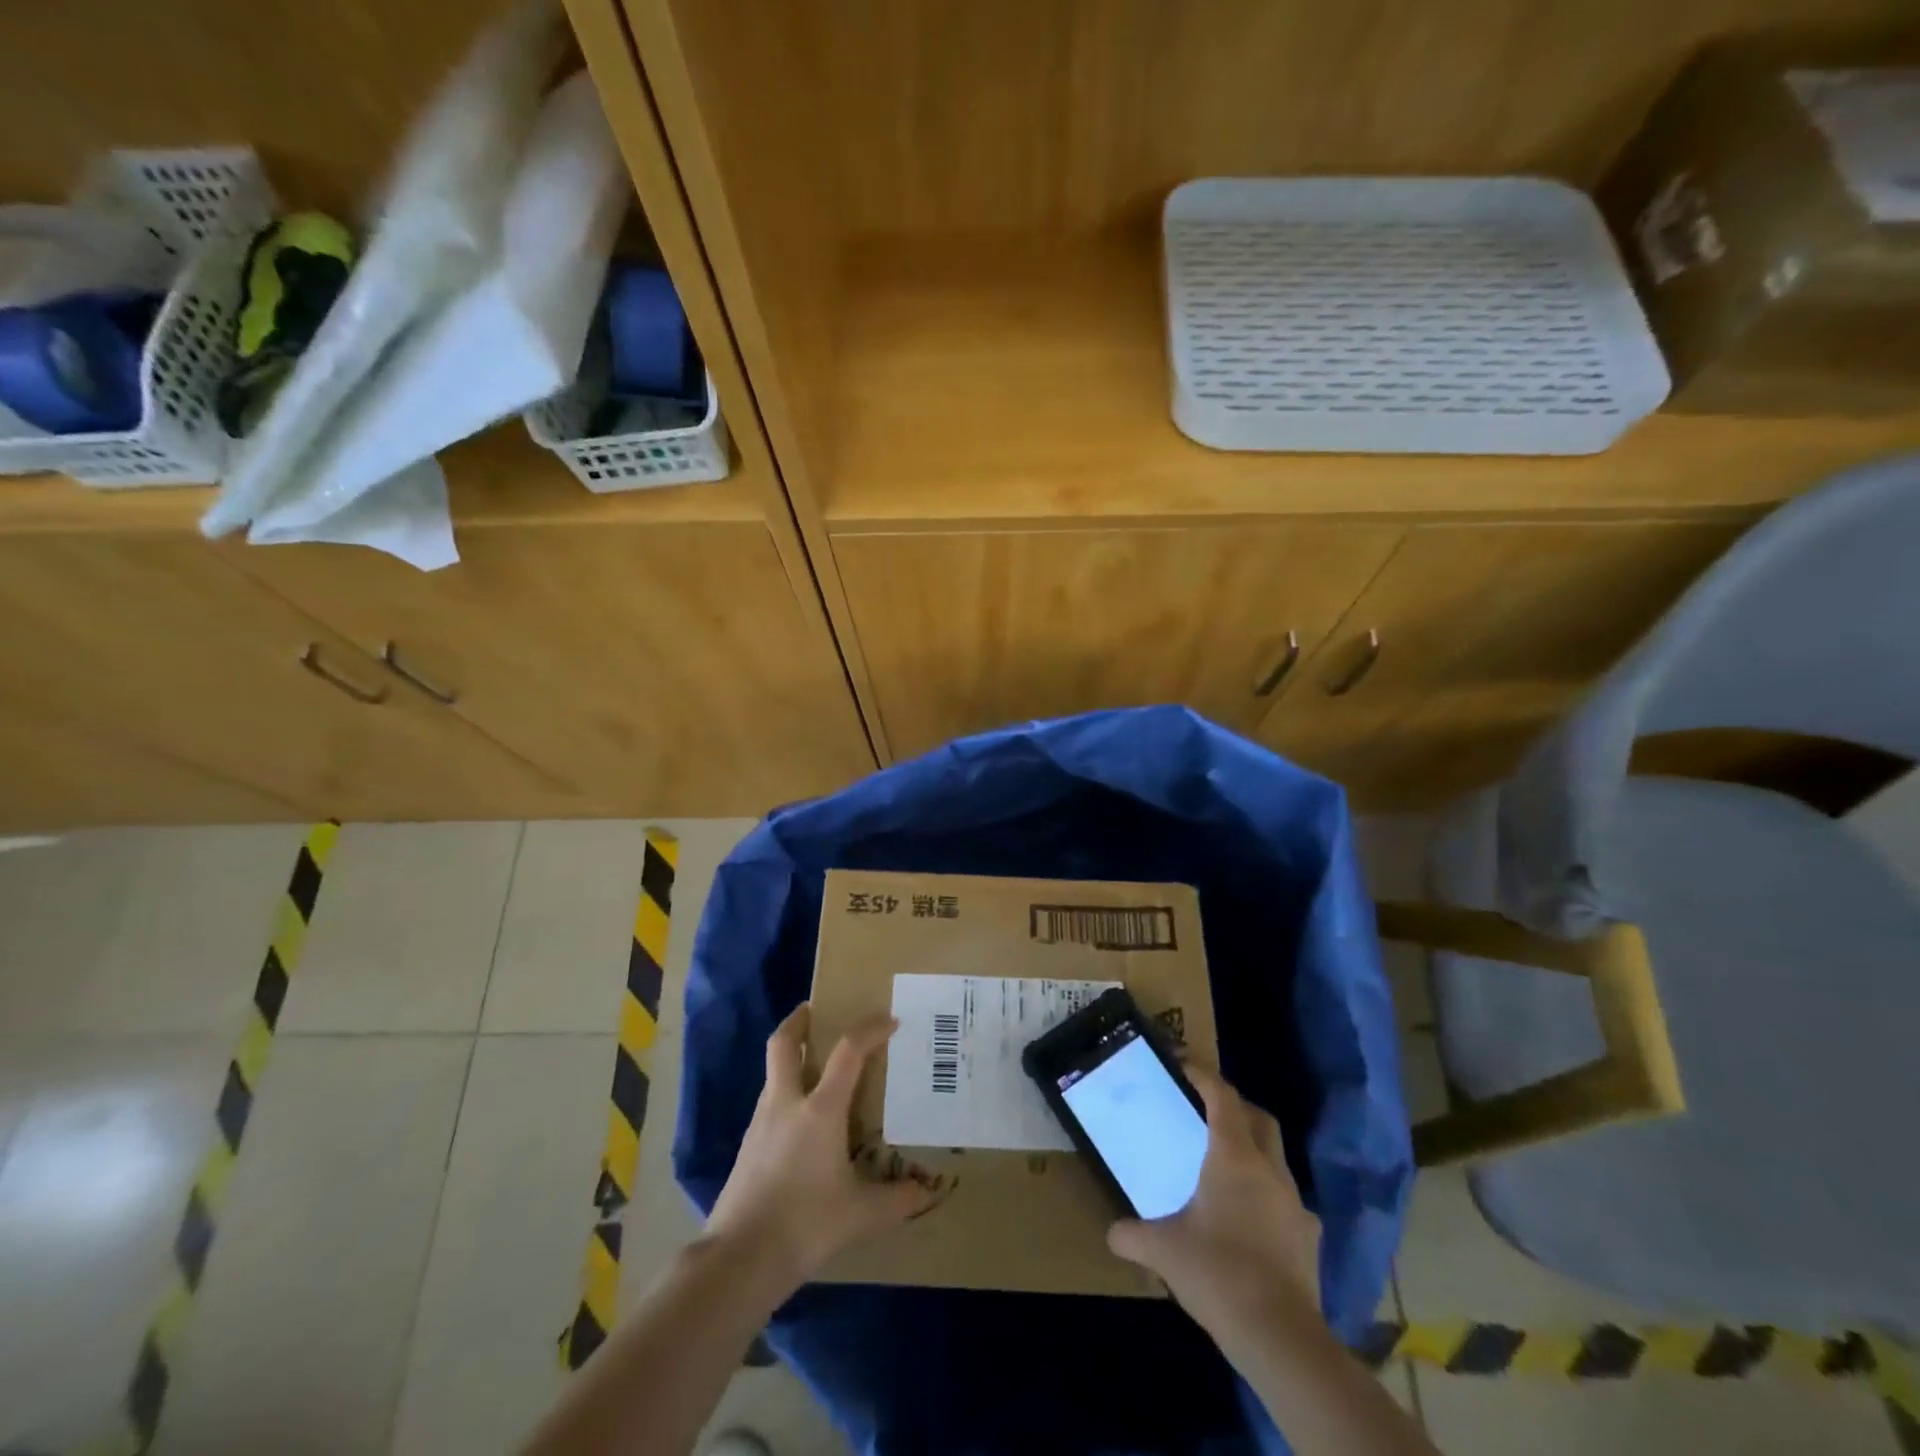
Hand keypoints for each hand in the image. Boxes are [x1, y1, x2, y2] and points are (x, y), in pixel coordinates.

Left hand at [705, 1004, 937, 1287]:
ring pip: (773, 1072)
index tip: (889, 1020)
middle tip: (817, 1010)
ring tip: (817, 1068)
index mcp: (820, 1109)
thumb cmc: (806, 1224)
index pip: (849, 1051)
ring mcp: (761, 1123)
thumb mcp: (861, 1214)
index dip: (870, 1029)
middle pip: (784, 1043)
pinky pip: (769, 1103)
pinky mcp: (747, 1147)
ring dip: (792, 1058)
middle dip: (799, 1020)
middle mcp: (787, 1103)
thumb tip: (928, 1192)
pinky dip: (786, 1094)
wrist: (740, 1259)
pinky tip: (801, 1121)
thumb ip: (897, 1199)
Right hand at [1107, 1064, 1321, 1344]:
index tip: (1183, 1063)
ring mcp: (1295, 1203)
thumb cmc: (1217, 1273)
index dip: (1203, 1074)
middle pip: (1258, 1118)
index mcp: (1234, 1157)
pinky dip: (1267, 1194)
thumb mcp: (1163, 1251)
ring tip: (1224, 1166)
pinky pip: (1286, 1199)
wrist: (1280, 1337)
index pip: (1222, 1097)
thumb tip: (1112, 1232)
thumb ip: (1132, 1235)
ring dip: (1252, 1150)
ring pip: (1276, 1157)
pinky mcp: (1308, 1237)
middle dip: (1234, 1105)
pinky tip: (1249, 1218)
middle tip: (1206, 1109)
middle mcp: (1269, 1170)